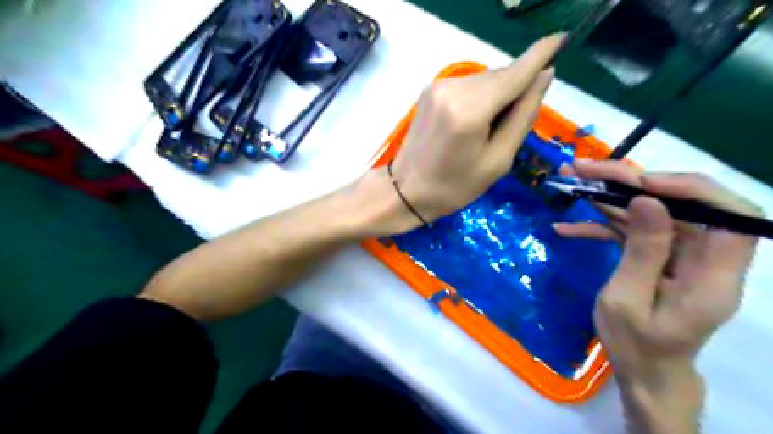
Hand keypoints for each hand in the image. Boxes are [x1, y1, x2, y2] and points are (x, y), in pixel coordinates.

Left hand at [389, 35, 565, 223]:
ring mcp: (438, 86)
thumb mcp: (498, 161)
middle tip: (513, 123)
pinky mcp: (430, 90)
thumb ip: (523, 116)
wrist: (406, 190)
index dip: (540, 55)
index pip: (515, 73)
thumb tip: (545, 76)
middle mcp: (453, 88)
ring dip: (498, 95)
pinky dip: (480, 97)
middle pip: (500, 76)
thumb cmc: (454, 186)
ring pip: (485, 79)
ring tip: (489, 129)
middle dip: (516, 90)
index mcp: (471, 110)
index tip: (560, 38)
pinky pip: (468, 85)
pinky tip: (474, 121)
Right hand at [555, 160, 758, 433]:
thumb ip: (642, 251)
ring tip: (571, 179)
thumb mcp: (629, 301)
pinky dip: (599, 226)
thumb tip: (647, 200)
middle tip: (585, 169)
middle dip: (631, 181)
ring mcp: (677, 254)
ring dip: (608, 195)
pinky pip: (631, 231)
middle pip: (679, 203)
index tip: (641, 182)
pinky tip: (566, 227)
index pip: (732, 216)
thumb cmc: (636, 345)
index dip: (692, 189)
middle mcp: (703, 257)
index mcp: (714, 276)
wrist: (642, 368)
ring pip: (649, 211)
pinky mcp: (655, 255)